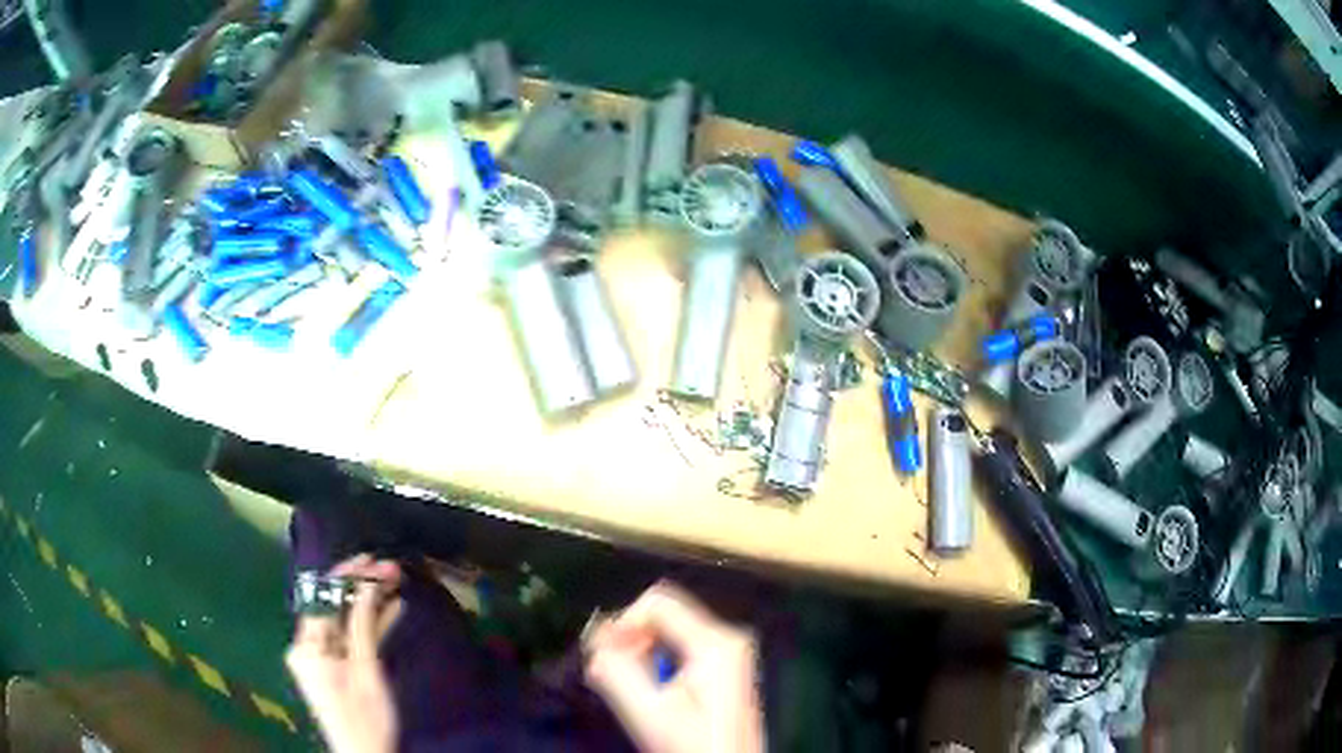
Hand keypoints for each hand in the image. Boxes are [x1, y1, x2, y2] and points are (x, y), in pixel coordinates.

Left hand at [285, 555, 402, 752]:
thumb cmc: (365, 717)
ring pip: (344, 620)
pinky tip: (392, 608)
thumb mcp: (366, 671)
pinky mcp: (335, 666)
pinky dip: (368, 625)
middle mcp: (308, 645)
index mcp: (307, 645)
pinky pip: (350, 637)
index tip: (372, 559)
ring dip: (368, 603)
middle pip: (332, 606)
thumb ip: (362, 625)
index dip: (346, 575)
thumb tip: (367, 583)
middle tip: (390, 569)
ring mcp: (321, 656)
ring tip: (395, 582)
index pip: (322, 597)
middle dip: (360, 586)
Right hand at [584, 582, 763, 752]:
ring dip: (640, 652)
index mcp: (717, 642)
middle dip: (630, 638)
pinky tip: (648, 689)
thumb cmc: (696, 745)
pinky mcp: (722, 666)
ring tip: (628, 684)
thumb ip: (617, 670)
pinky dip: (655, 661)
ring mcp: (728, 652)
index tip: (603, 653)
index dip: (623, 622)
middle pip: (663, 614)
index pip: (658, 602)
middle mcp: (728, 637)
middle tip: (610, 670)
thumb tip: (594, 637)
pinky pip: (678, 646)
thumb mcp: (650, 711)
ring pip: (668, 630)